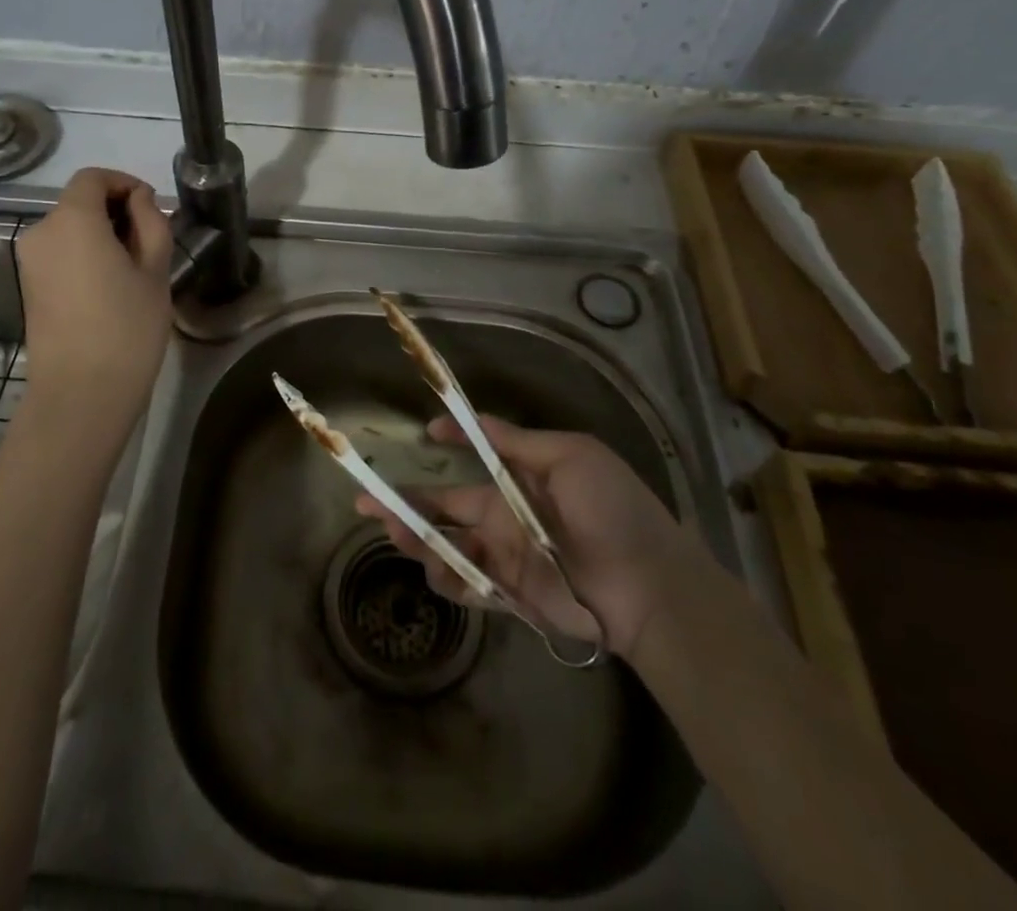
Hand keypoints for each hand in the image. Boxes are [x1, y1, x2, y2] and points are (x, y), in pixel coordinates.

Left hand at [15, 168, 173, 449]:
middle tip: (151, 241)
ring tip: (134, 268)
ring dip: (101, 234)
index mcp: (72, 220)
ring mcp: (29, 261)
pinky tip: (110, 286)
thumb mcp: (155, 271)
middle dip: (115, 210)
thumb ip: (150, 222)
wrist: (80, 394)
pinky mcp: (28, 286)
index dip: (124, 183)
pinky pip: (60, 253)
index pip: (93, 178)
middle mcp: (41, 232)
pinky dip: (84, 254)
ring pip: (69, 228)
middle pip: (79, 202)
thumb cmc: (127, 328)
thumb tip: (139, 200)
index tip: (151, 206)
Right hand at [357, 414, 685, 658]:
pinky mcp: (510, 596)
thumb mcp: (573, 457)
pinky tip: (433, 569)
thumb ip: (519, 443)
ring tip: (394, 532)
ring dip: (418, 539)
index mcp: (523, 479)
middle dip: (407, 502)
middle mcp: (507, 516)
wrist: (651, 587)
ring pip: (448, 545)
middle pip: (446, 505)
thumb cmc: (614, 510)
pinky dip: (447, 578)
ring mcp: (506, 557)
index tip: (426, 432)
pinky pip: (468, 585)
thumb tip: (474, 420)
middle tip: (365, 500)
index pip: (477, 456)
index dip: (450, 443)